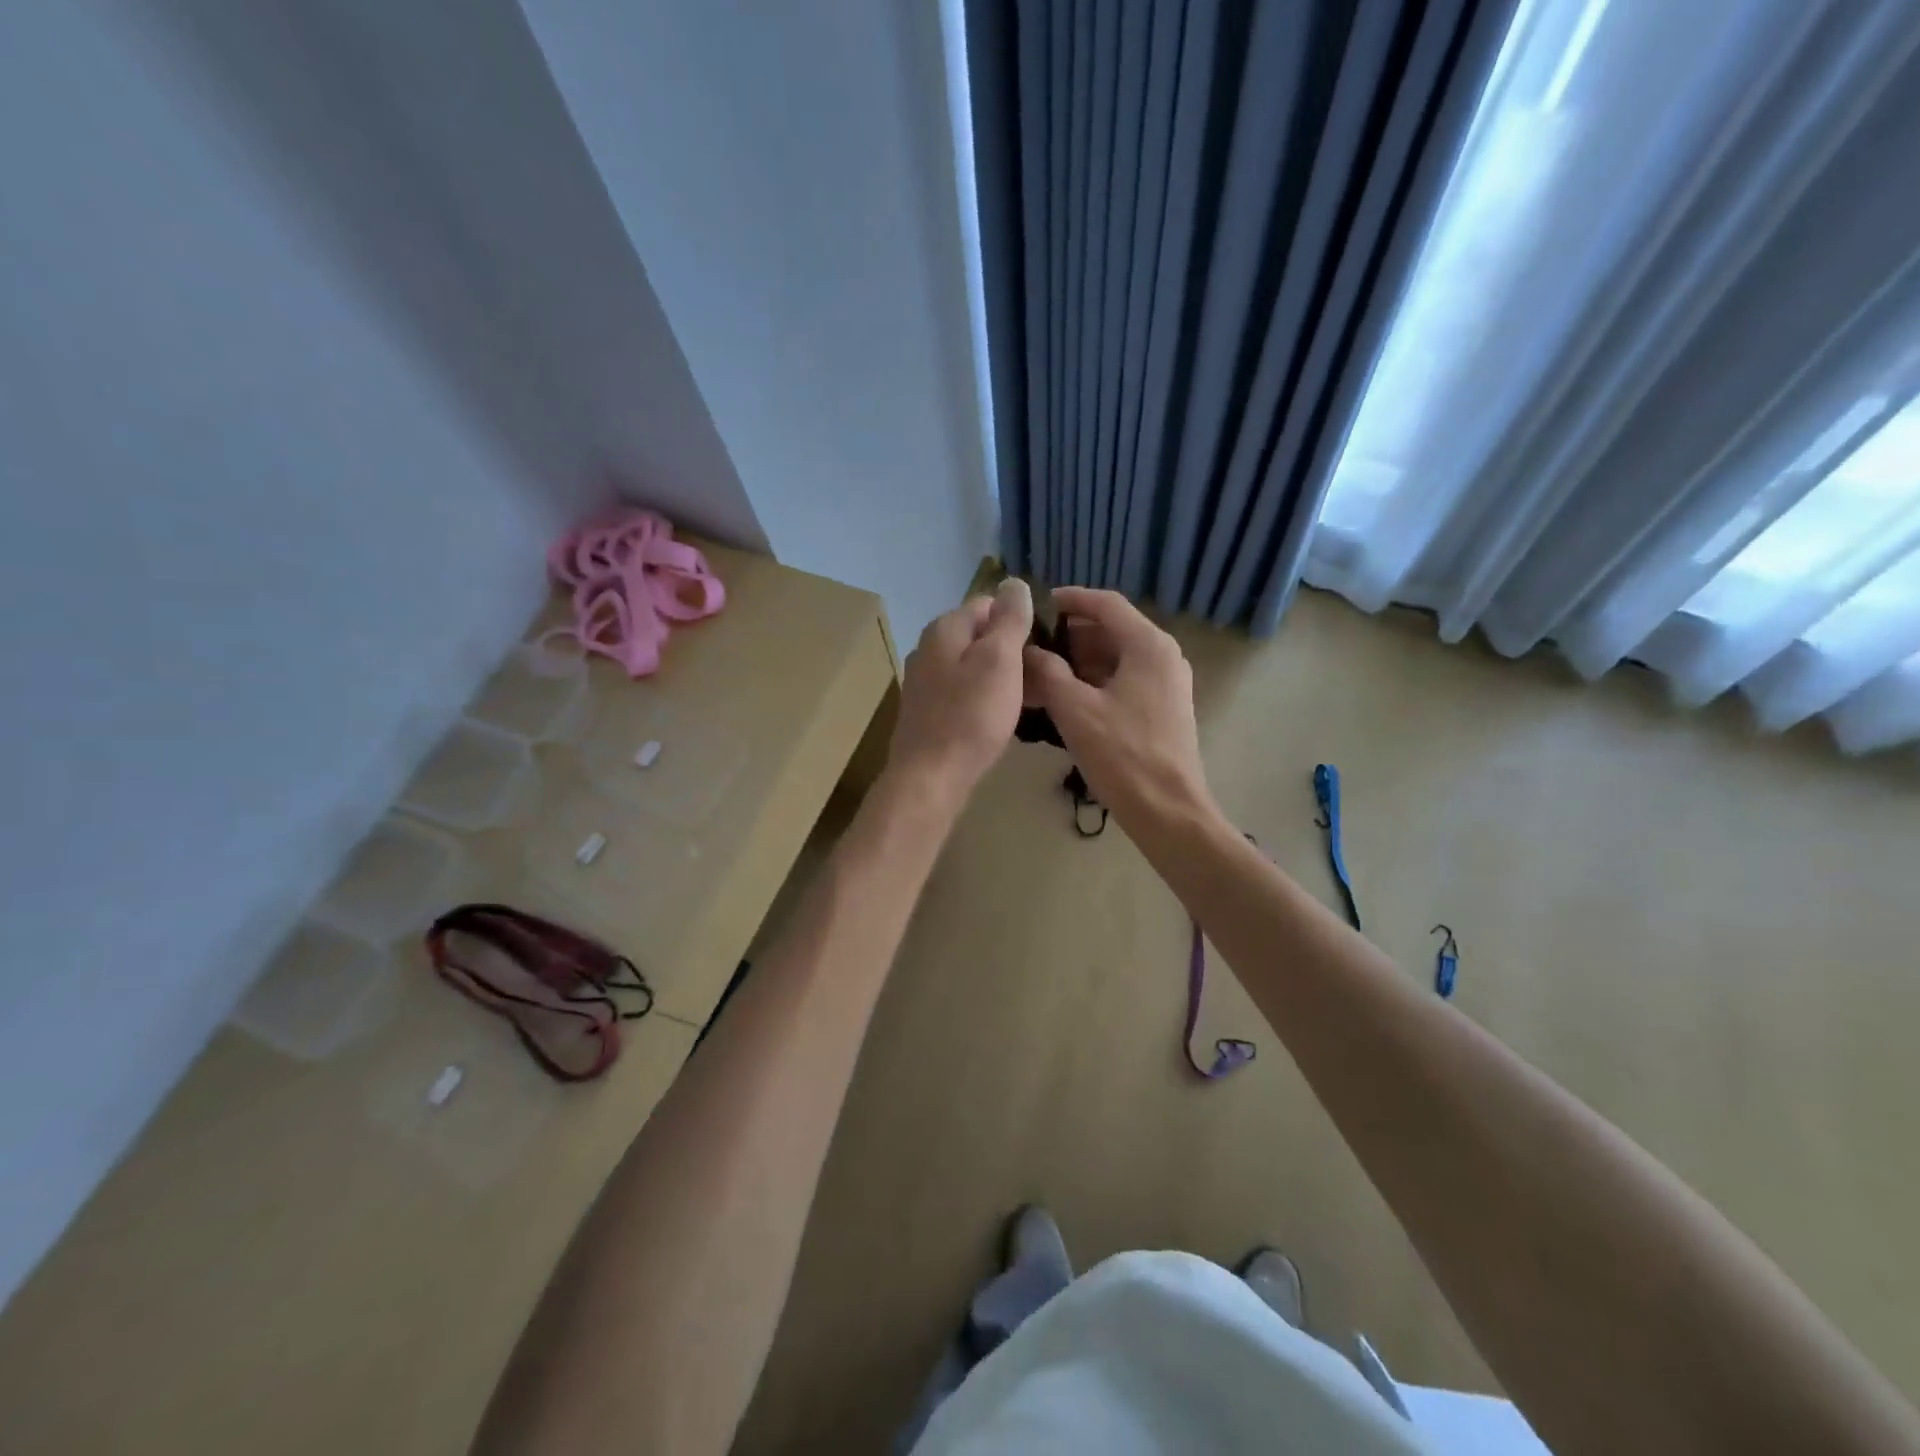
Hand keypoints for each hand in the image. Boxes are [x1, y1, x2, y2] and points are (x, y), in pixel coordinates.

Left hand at [887, 578, 1034, 804]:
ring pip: (973, 666)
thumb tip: (1013, 582)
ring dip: (1002, 676)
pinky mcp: (928, 711)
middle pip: (980, 636)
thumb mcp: (999, 660)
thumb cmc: (971, 716)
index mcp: (945, 628)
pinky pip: (964, 692)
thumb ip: (1009, 619)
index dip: (1020, 618)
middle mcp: (929, 648)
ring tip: (1031, 697)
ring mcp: (925, 681)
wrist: (931, 777)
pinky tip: (1002, 717)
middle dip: (1012, 649)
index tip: (1047, 643)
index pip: (988, 603)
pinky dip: (985, 697)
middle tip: (1044, 674)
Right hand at [1021, 586, 1213, 830]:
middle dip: (1070, 637)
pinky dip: (1094, 682)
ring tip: (1041, 675)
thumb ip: (1047, 672)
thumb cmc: (1122, 754)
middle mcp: (1163, 656)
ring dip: (1079, 662)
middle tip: (1033, 647)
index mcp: (1148, 646)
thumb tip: (1029, 651)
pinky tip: (1065, 699)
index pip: (1106, 604)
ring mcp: (1166, 684)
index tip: (1040, 604)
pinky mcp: (1163, 708)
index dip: (1071, 599)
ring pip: (1116, 658)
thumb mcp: (1074, 709)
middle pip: (1112, 630)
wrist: (1167, 809)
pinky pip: (1124, 680)